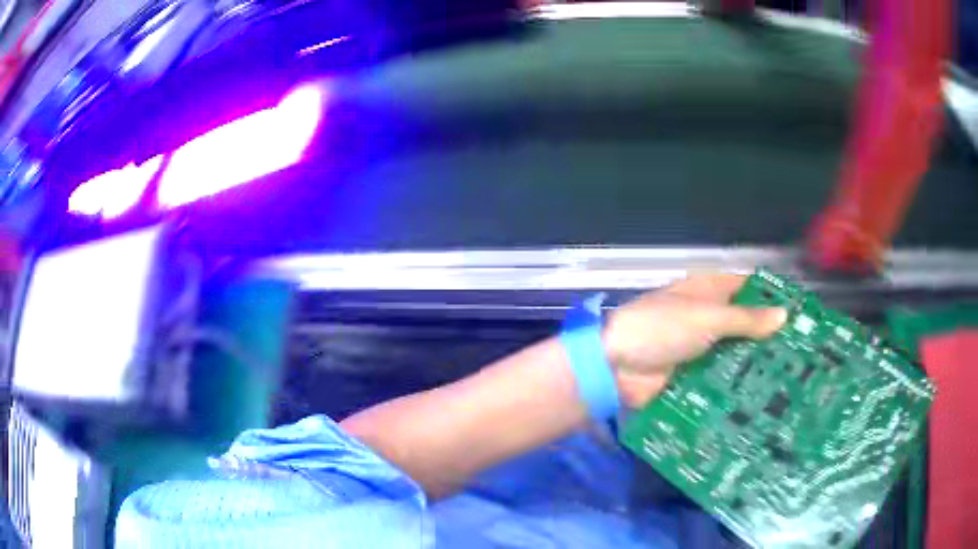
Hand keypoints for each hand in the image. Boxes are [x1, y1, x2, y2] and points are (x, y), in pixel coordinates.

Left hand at [603, 273, 786, 408]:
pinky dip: (736, 388)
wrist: (616, 366)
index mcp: (707, 292)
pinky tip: (762, 401)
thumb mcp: (708, 317)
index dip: (771, 296)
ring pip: (734, 355)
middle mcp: (706, 318)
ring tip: (790, 382)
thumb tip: (784, 314)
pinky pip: (719, 381)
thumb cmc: (662, 328)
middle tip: (802, 356)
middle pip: (743, 325)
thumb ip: (746, 318)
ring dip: (754, 367)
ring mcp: (699, 349)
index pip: (747, 287)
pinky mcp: (692, 377)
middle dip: (767, 339)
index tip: (800, 314)